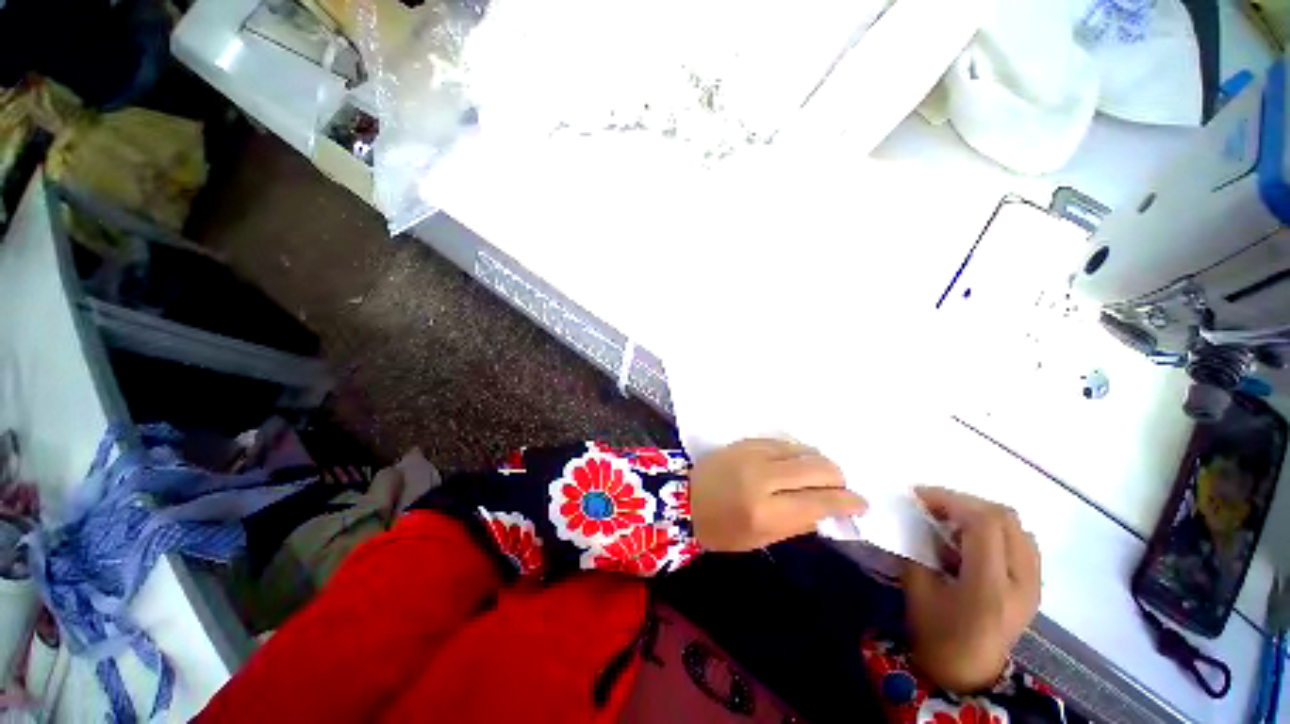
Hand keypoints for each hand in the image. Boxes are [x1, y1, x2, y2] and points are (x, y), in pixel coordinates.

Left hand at [690, 439, 865, 551]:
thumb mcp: (762, 539)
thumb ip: (799, 524)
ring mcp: (753, 454)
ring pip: (803, 450)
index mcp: (767, 511)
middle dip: (837, 478)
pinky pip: (783, 442)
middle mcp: (763, 478)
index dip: (847, 501)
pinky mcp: (746, 442)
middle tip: (840, 488)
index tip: (860, 503)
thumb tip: (829, 510)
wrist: (685, 497)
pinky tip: (798, 461)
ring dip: (818, 462)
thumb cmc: (722, 529)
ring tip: (820, 474)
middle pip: (817, 468)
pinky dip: (797, 452)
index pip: (820, 501)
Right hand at [903, 487, 1040, 692]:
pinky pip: (1020, 539)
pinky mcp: (1035, 584)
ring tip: (951, 520)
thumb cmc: (936, 634)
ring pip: (1015, 525)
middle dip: (963, 502)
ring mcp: (1034, 583)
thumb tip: (919, 517)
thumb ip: (920, 547)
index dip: (950, 500)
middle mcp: (1022, 581)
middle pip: (1004, 517)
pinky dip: (995, 527)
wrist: (968, 672)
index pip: (984, 523)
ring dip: (980, 513)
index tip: (918, 496)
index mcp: (990, 587)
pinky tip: (972, 538)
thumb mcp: (917, 587)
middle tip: (931, 505)